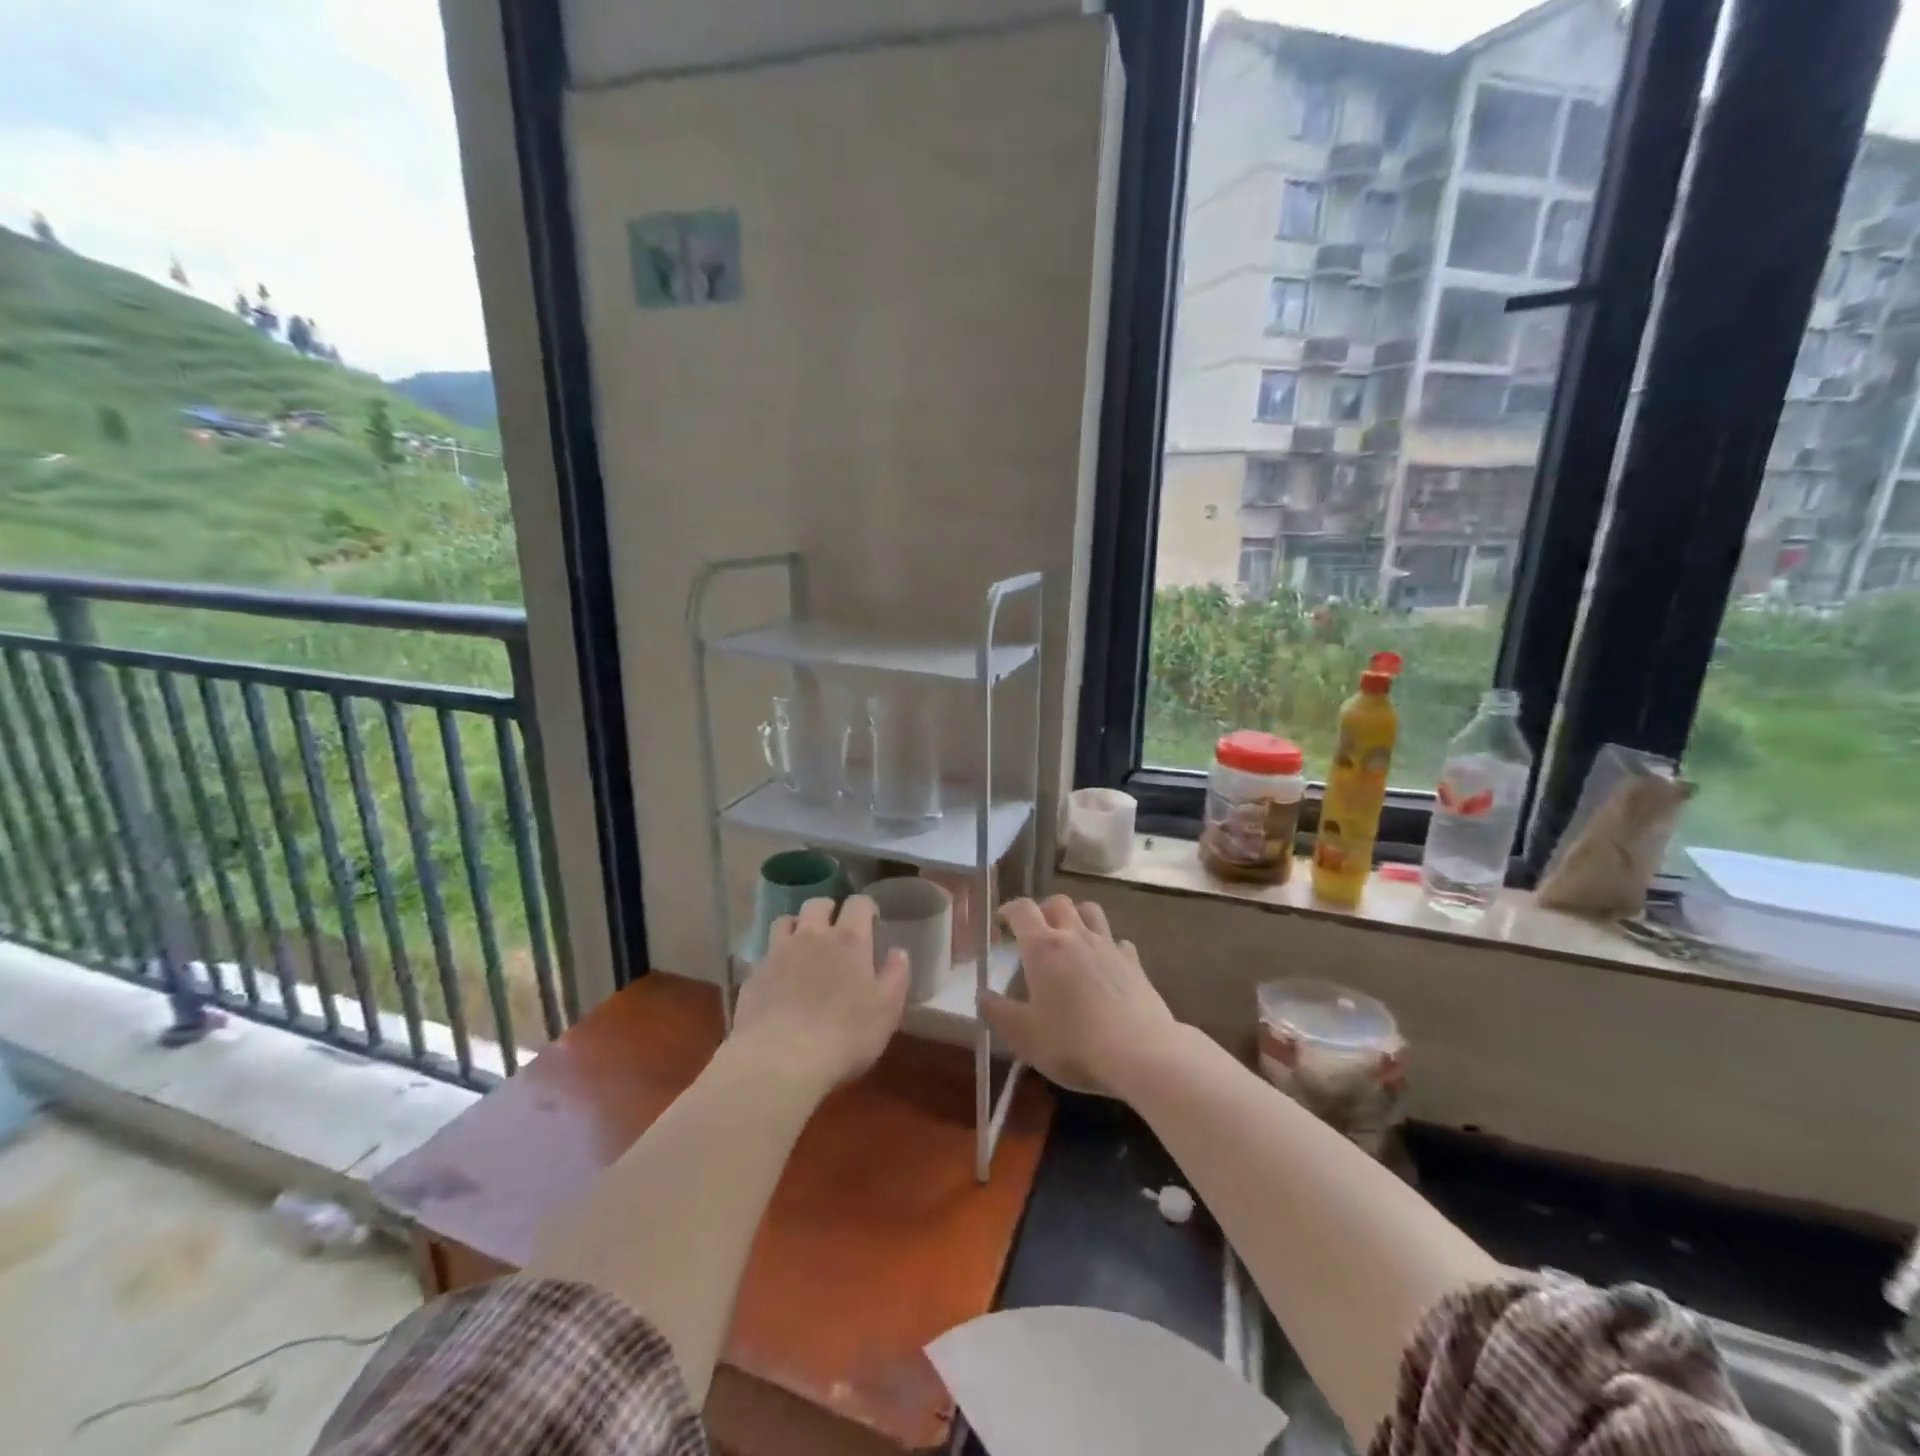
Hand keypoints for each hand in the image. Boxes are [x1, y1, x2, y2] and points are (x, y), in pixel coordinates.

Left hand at [731, 895, 909, 1092]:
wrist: (779, 1060)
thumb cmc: (844, 1035)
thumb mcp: (886, 1011)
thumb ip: (896, 976)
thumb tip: (899, 952)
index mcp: (849, 940)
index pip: (859, 903)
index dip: (866, 908)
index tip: (872, 923)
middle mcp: (813, 936)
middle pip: (818, 904)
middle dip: (829, 910)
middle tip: (836, 931)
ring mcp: (779, 953)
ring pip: (786, 921)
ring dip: (798, 926)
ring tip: (804, 946)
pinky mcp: (754, 975)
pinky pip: (765, 953)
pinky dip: (775, 957)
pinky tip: (780, 978)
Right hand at [981, 896, 1176, 1096]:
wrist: (1140, 1053)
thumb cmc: (1073, 1043)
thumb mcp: (1024, 1036)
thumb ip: (999, 1013)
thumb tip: (983, 996)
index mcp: (1043, 947)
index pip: (1022, 910)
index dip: (1009, 910)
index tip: (1002, 921)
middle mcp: (1075, 936)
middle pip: (1058, 903)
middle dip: (1043, 910)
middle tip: (1035, 931)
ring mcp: (1108, 946)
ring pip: (1091, 911)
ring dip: (1076, 916)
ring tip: (1070, 936)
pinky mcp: (1134, 962)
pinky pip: (1117, 941)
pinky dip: (1107, 945)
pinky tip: (1105, 964)